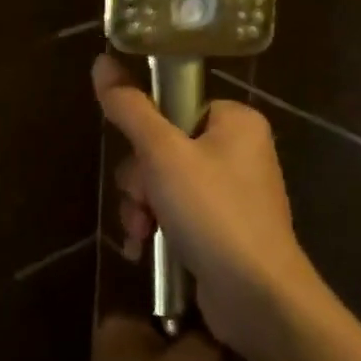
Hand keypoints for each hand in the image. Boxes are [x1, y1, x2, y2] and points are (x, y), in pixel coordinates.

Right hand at [93, 54, 318, 357]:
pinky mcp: (223, 228)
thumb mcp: (163, 154)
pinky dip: (158, 226)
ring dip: (142, 206)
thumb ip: (130, 108)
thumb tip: (102, 61)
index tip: (141, 159)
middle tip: (143, 202)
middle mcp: (238, 151)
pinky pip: (177, 211)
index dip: (147, 133)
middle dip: (141, 180)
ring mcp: (232, 192)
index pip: (175, 105)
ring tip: (141, 233)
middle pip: (163, 146)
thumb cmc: (213, 213)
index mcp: (236, 121)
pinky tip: (143, 248)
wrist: (259, 299)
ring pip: (163, 182)